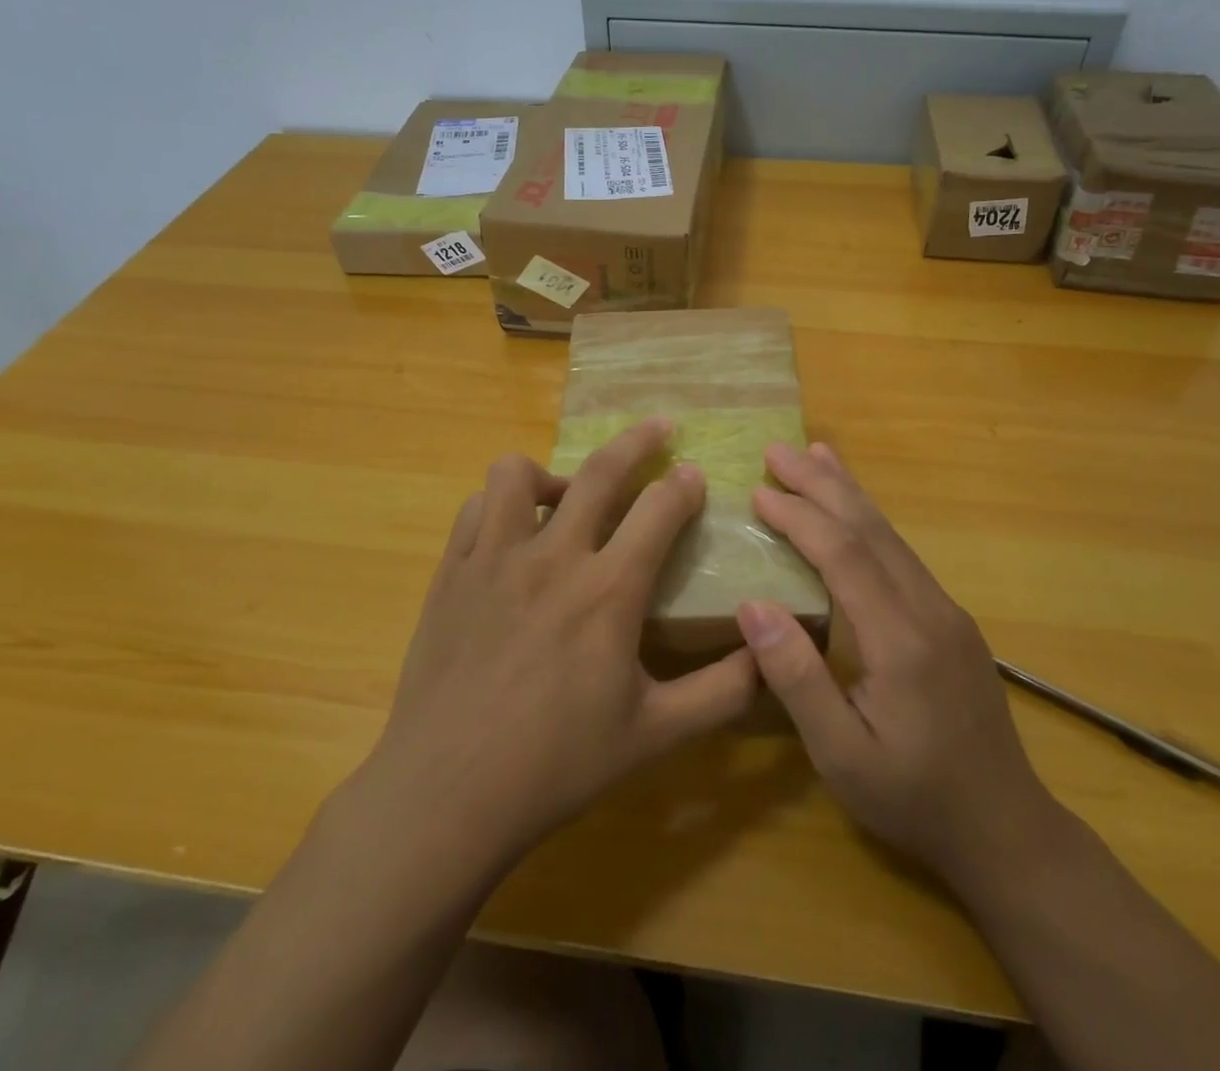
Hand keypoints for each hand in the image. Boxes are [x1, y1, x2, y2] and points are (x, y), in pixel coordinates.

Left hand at [362, 419, 757, 871]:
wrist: (449, 793)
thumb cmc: (558, 764)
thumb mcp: (655, 734)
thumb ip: (722, 692)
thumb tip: (770, 653)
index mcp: (609, 591)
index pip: (660, 510)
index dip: (684, 486)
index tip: (695, 475)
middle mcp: (553, 556)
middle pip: (601, 470)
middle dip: (637, 440)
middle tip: (658, 427)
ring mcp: (495, 558)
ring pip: (519, 473)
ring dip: (552, 472)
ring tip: (568, 496)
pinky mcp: (452, 571)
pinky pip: (476, 508)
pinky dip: (501, 506)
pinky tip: (514, 534)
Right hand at [737, 442, 1060, 891]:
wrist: (1005, 829)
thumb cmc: (913, 798)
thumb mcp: (841, 756)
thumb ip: (797, 679)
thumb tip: (752, 605)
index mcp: (901, 639)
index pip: (844, 555)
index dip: (800, 517)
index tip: (759, 490)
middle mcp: (929, 609)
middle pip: (870, 529)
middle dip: (822, 484)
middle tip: (778, 449)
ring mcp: (946, 610)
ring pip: (892, 535)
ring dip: (850, 492)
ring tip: (816, 455)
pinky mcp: (951, 619)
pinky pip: (903, 554)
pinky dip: (871, 521)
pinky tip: (856, 513)